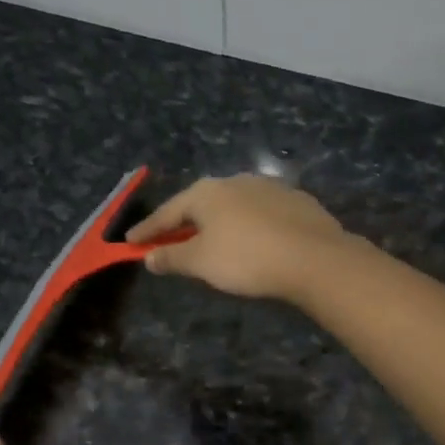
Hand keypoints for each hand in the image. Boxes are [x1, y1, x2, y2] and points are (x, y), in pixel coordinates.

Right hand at [126, 174, 350, 303]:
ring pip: (231, 206)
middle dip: (182, 224)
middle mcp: (234, 181)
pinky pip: (258, 213)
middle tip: (168, 240)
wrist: (314, 257)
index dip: (147, 230)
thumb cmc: (247, 258)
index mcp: (206, 192)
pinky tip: (250, 240)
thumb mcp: (201, 262)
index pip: (167, 212)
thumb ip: (172, 257)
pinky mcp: (294, 200)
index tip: (130, 242)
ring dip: (216, 223)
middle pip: (199, 205)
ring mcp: (267, 187)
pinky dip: (246, 225)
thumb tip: (149, 257)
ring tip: (210, 241)